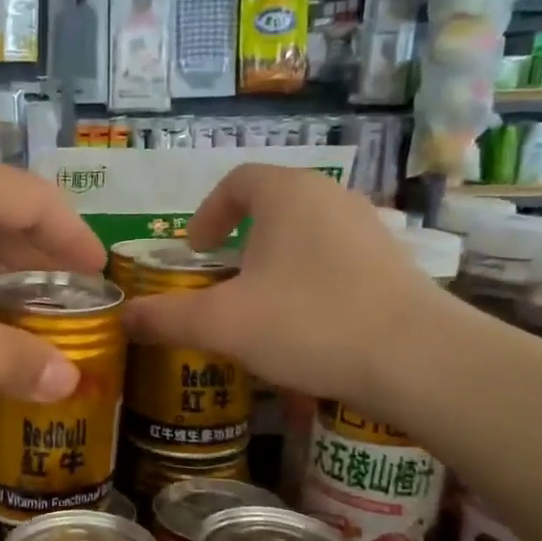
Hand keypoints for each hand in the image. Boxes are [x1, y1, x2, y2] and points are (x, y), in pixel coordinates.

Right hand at [122, 166, 449, 408]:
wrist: (417, 359)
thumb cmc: (308, 323)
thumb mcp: (222, 324)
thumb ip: (166, 317)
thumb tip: (124, 318)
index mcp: (287, 194)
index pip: (238, 181)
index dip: (208, 213)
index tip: (195, 251)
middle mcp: (331, 197)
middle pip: (273, 205)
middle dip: (240, 238)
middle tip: (221, 278)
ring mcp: (369, 228)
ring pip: (306, 233)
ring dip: (275, 260)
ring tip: (260, 303)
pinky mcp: (393, 262)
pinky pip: (336, 258)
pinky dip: (309, 279)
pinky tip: (306, 323)